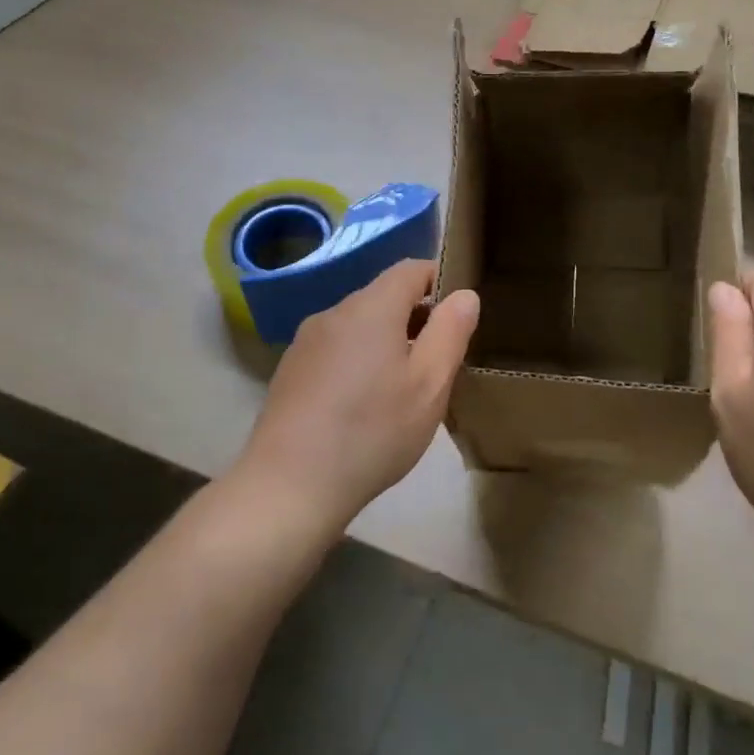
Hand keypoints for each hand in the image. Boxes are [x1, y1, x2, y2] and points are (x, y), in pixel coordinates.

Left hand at [237, 260, 479, 536]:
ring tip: (402, 387)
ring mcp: (306, 342)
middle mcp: (334, 313)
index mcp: (371, 307)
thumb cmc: (372, 432)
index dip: (439, 280)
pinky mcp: (290, 370)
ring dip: (385, 341)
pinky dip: (357, 361)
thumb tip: (465, 294)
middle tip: (438, 360)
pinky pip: (335, 349)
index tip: (458, 313)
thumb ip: (450, 332)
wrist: (288, 486)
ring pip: (358, 325)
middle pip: (382, 296)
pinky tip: (362, 406)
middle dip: (414, 316)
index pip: (410, 269)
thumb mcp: (429, 385)